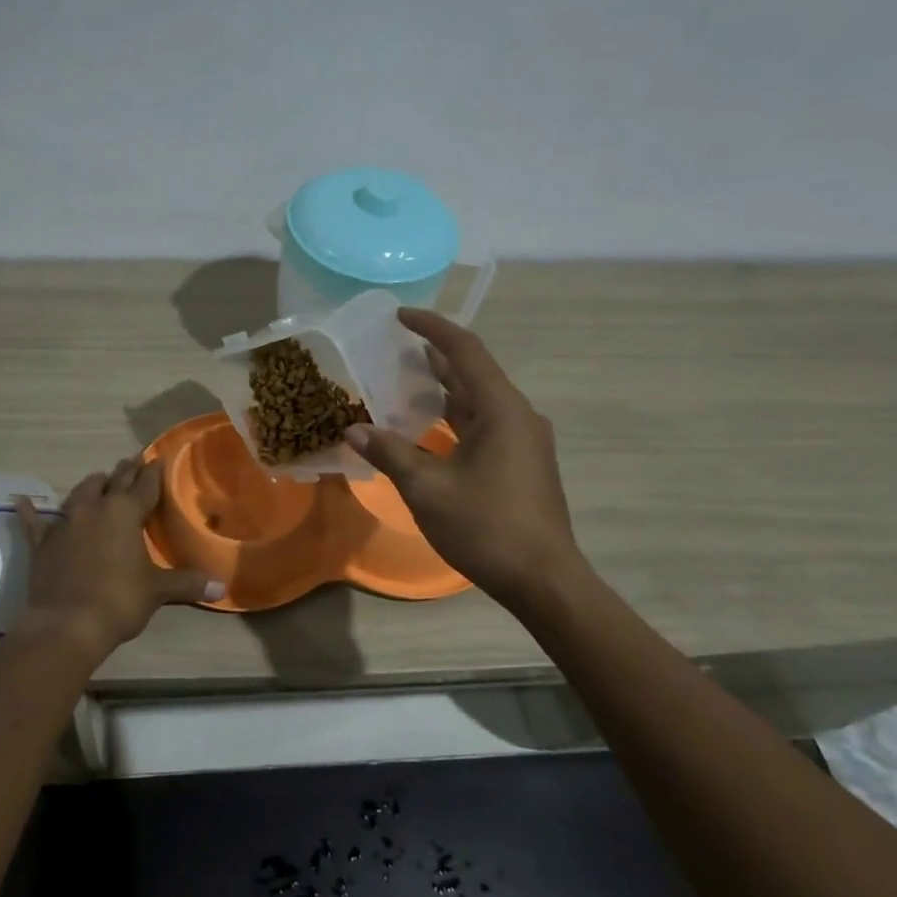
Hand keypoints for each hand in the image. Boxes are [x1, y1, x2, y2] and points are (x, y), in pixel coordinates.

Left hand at [14, 457, 223, 659]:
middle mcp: (95, 509)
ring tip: (99, 479)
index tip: (157, 458)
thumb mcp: (157, 591)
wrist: (66, 624)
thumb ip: (188, 583)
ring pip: (80, 494)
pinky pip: (35, 522)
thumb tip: (223, 586)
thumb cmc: (119, 600)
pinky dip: (30, 512)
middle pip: (114, 482)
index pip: (145, 486)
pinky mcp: (43, 543)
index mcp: (126, 514)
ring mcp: (66, 523)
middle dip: (125, 472)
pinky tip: (22, 502)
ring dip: (92, 485)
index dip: (153, 473)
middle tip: (132, 460)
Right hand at [346, 308, 584, 613]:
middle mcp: (517, 415)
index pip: (465, 351)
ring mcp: (523, 440)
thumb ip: (390, 454)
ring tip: (404, 380)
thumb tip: (354, 430)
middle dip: (435, 356)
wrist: (543, 579)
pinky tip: (427, 428)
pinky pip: (483, 424)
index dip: (432, 328)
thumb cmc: (486, 527)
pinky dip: (453, 417)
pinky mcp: (521, 462)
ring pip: (478, 400)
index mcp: (501, 410)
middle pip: (473, 372)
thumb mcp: (427, 489)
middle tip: (393, 348)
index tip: (400, 316)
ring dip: (444, 388)